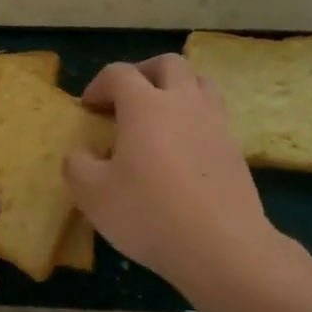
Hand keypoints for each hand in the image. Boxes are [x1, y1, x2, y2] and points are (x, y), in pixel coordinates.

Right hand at [63, 56, 285, 299]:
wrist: (222, 247)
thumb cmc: (149, 214)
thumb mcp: (92, 195)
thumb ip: (77, 166)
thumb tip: (80, 155)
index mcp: (145, 106)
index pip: (119, 73)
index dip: (98, 85)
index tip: (88, 108)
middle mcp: (184, 103)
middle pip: (168, 65)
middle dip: (143, 73)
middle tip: (126, 99)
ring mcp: (215, 124)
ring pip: (199, 84)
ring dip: (176, 90)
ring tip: (160, 117)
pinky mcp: (234, 149)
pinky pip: (213, 116)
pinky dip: (195, 119)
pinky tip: (182, 150)